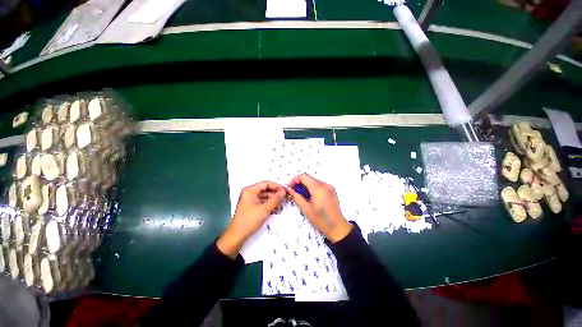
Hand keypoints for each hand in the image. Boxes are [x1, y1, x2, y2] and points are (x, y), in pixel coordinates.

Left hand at [217, 181, 286, 257]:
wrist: (238, 235)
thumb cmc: (249, 221)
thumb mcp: (264, 209)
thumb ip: (275, 199)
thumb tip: (283, 192)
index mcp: (250, 190)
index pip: (266, 184)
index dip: (276, 186)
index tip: (285, 190)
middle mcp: (250, 193)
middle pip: (265, 189)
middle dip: (275, 193)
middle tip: (285, 197)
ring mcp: (251, 199)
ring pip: (265, 196)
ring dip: (273, 199)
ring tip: (281, 204)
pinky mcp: (252, 205)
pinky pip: (262, 201)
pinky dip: (269, 204)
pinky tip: (275, 207)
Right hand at [288, 174, 352, 242]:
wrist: (338, 228)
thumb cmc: (321, 220)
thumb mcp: (306, 209)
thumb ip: (297, 197)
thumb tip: (290, 190)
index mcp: (319, 188)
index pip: (304, 176)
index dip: (295, 180)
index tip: (290, 188)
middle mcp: (325, 184)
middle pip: (309, 178)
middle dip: (300, 184)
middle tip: (295, 194)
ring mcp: (329, 187)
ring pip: (313, 181)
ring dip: (306, 186)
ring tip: (302, 197)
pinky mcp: (331, 190)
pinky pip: (319, 185)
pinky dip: (312, 188)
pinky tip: (310, 198)